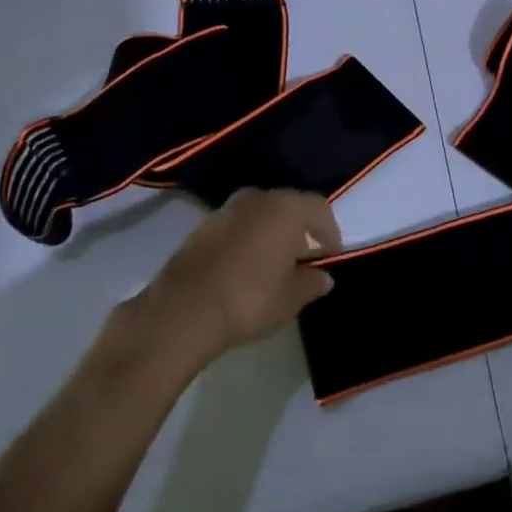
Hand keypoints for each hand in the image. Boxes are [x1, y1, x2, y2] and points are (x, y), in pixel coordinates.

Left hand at [116, 189, 342, 383]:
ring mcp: (225, 211)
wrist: (181, 312)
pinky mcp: (201, 228)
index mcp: (285, 208)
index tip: (330, 255)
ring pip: (260, 215)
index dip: (329, 231)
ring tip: (273, 264)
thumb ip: (312, 282)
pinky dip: (247, 240)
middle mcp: (257, 199)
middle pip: (288, 206)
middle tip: (304, 258)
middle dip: (300, 229)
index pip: (319, 208)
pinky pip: (236, 227)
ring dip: (271, 233)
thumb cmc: (249, 300)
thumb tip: (323, 277)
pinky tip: (245, 268)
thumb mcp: (291, 298)